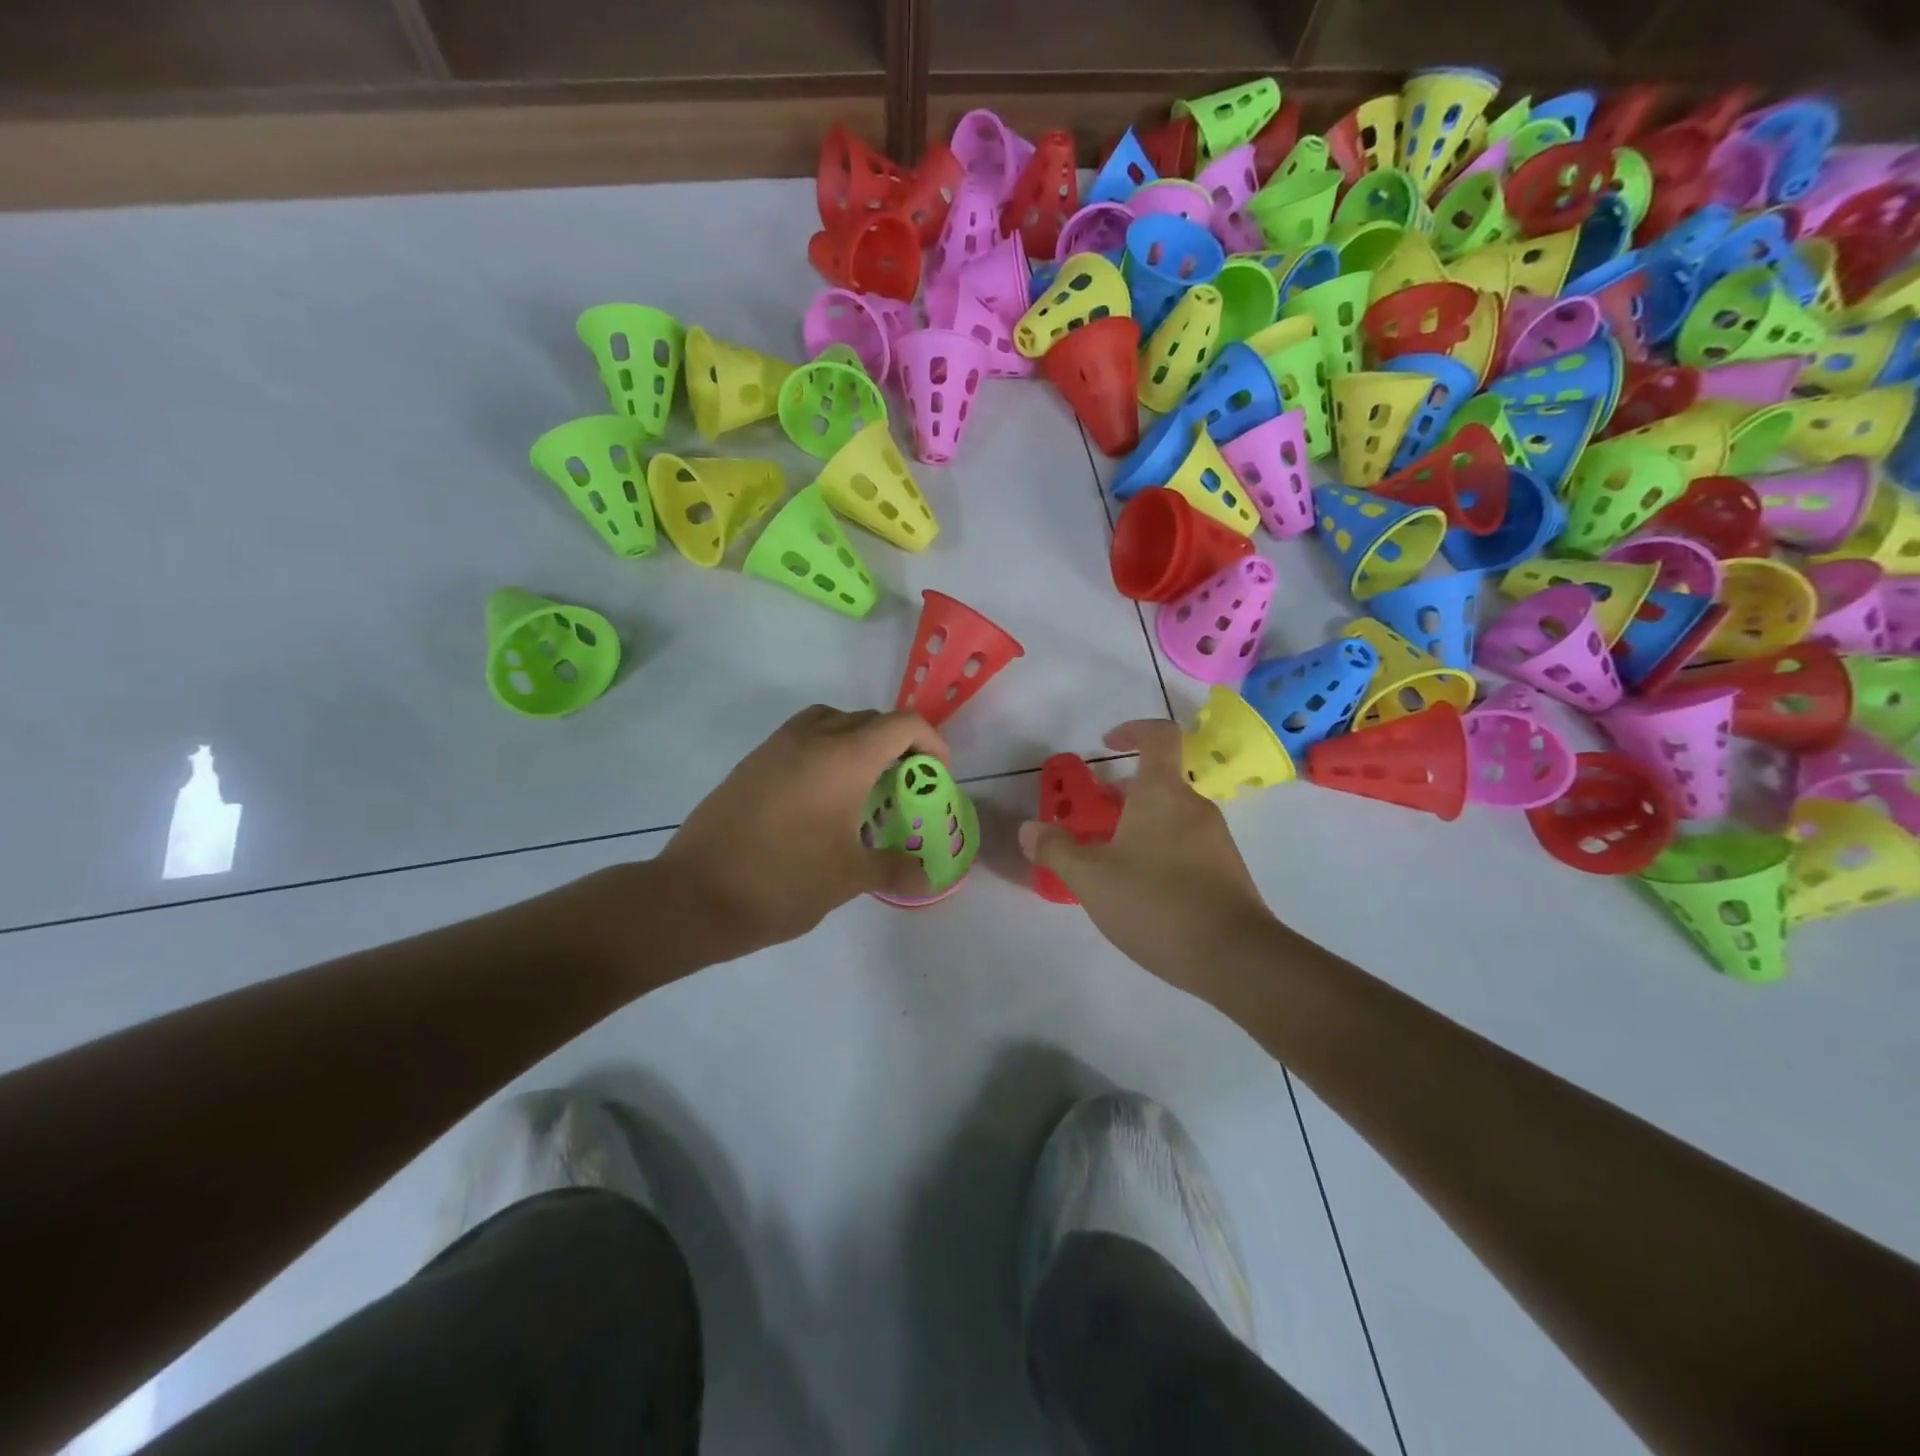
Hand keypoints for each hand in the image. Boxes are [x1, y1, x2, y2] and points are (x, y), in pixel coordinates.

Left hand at [655, 705, 949, 961]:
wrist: (694, 895)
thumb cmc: (783, 881)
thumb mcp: (849, 878)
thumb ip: (896, 868)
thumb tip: (930, 878)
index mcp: (844, 757)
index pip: (902, 725)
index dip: (931, 743)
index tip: (938, 774)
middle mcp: (812, 738)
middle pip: (869, 719)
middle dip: (897, 744)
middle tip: (905, 785)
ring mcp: (776, 747)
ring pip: (831, 721)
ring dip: (858, 741)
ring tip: (864, 785)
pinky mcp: (752, 763)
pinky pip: (802, 738)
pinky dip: (825, 751)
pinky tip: (822, 798)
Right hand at [1018, 720, 1275, 986]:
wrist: (1236, 959)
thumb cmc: (1156, 903)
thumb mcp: (1091, 878)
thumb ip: (1055, 850)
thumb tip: (1028, 828)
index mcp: (1162, 793)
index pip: (1158, 735)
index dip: (1132, 730)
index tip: (1105, 746)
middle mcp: (1193, 807)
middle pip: (1157, 782)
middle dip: (1120, 795)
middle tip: (1090, 821)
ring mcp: (1215, 839)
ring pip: (1169, 817)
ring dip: (1137, 826)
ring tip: (1107, 862)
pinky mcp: (1226, 871)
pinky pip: (1185, 845)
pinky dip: (1158, 851)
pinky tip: (1139, 891)